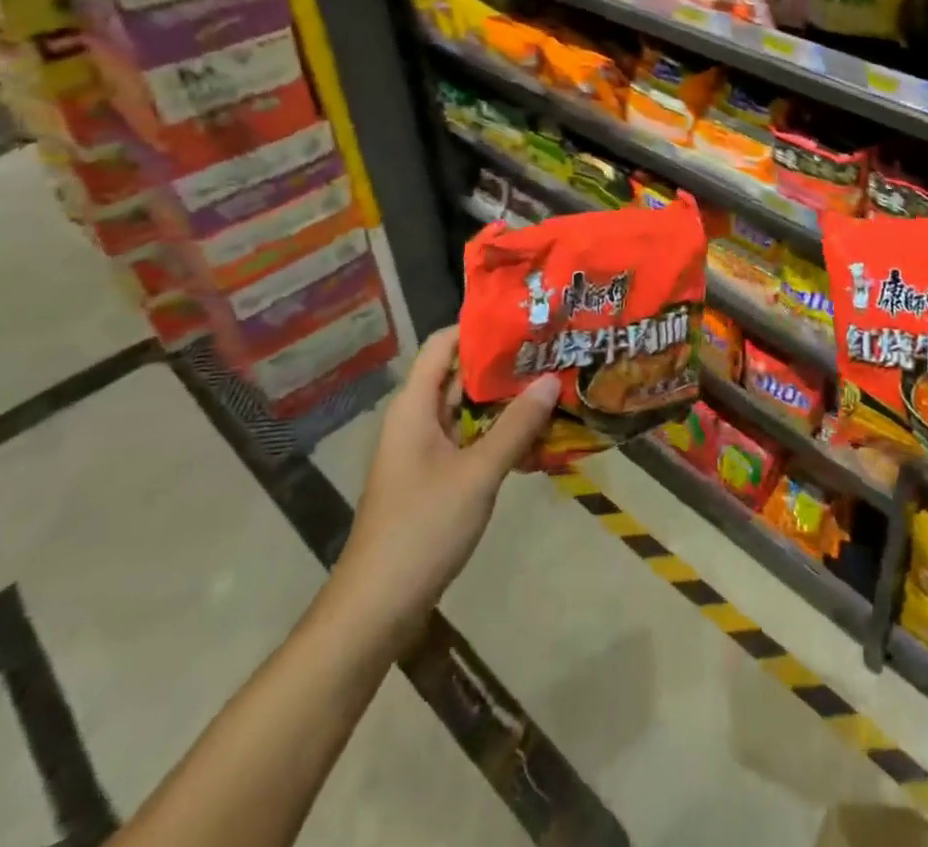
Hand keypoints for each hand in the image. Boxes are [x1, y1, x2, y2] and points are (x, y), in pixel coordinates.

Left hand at [330, 325, 559, 651]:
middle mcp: (416, 419)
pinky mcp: (433, 476)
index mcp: (415, 407)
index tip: (525, 319)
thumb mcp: (478, 474)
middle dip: (503, 363)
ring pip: (467, 409)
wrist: (376, 608)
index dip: (480, 327)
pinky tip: (534, 432)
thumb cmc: (422, 529)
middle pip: (458, 374)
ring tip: (552, 382)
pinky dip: (497, 430)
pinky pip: (468, 438)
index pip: (444, 345)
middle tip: (551, 350)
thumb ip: (516, 426)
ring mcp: (424, 450)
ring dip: (504, 399)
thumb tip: (551, 379)